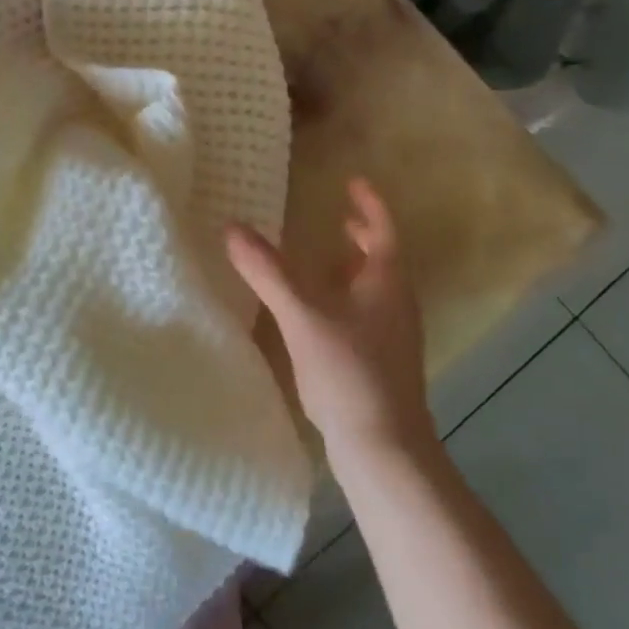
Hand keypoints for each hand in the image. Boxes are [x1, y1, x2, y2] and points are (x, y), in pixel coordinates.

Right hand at [226, 179, 433, 454]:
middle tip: (339, 218)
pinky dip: (345, 298)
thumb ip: (268, 272)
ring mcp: (392, 336)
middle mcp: (396, 304)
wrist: (382, 446)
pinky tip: (319, 314)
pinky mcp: (380, 362)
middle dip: (362, 236)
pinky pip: (364, 314)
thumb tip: (232, 228)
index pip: (384, 229)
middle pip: (383, 258)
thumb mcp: (302, 316)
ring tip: (325, 260)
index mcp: (386, 282)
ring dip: (353, 268)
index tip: (353, 182)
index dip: (369, 203)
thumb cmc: (349, 372)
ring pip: (374, 288)